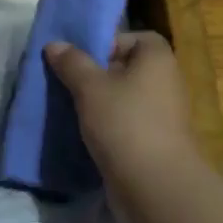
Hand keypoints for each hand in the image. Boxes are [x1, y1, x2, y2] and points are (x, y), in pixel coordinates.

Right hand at [44, 31, 199, 187]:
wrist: (154, 185)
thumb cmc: (124, 123)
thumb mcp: (90, 87)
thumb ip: (72, 63)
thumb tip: (55, 44)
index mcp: (158, 60)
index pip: (136, 38)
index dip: (109, 43)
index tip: (82, 59)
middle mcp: (166, 82)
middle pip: (127, 68)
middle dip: (97, 74)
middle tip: (68, 83)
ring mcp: (164, 115)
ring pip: (125, 98)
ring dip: (100, 103)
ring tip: (70, 109)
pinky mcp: (156, 142)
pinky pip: (127, 123)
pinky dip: (108, 126)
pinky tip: (85, 134)